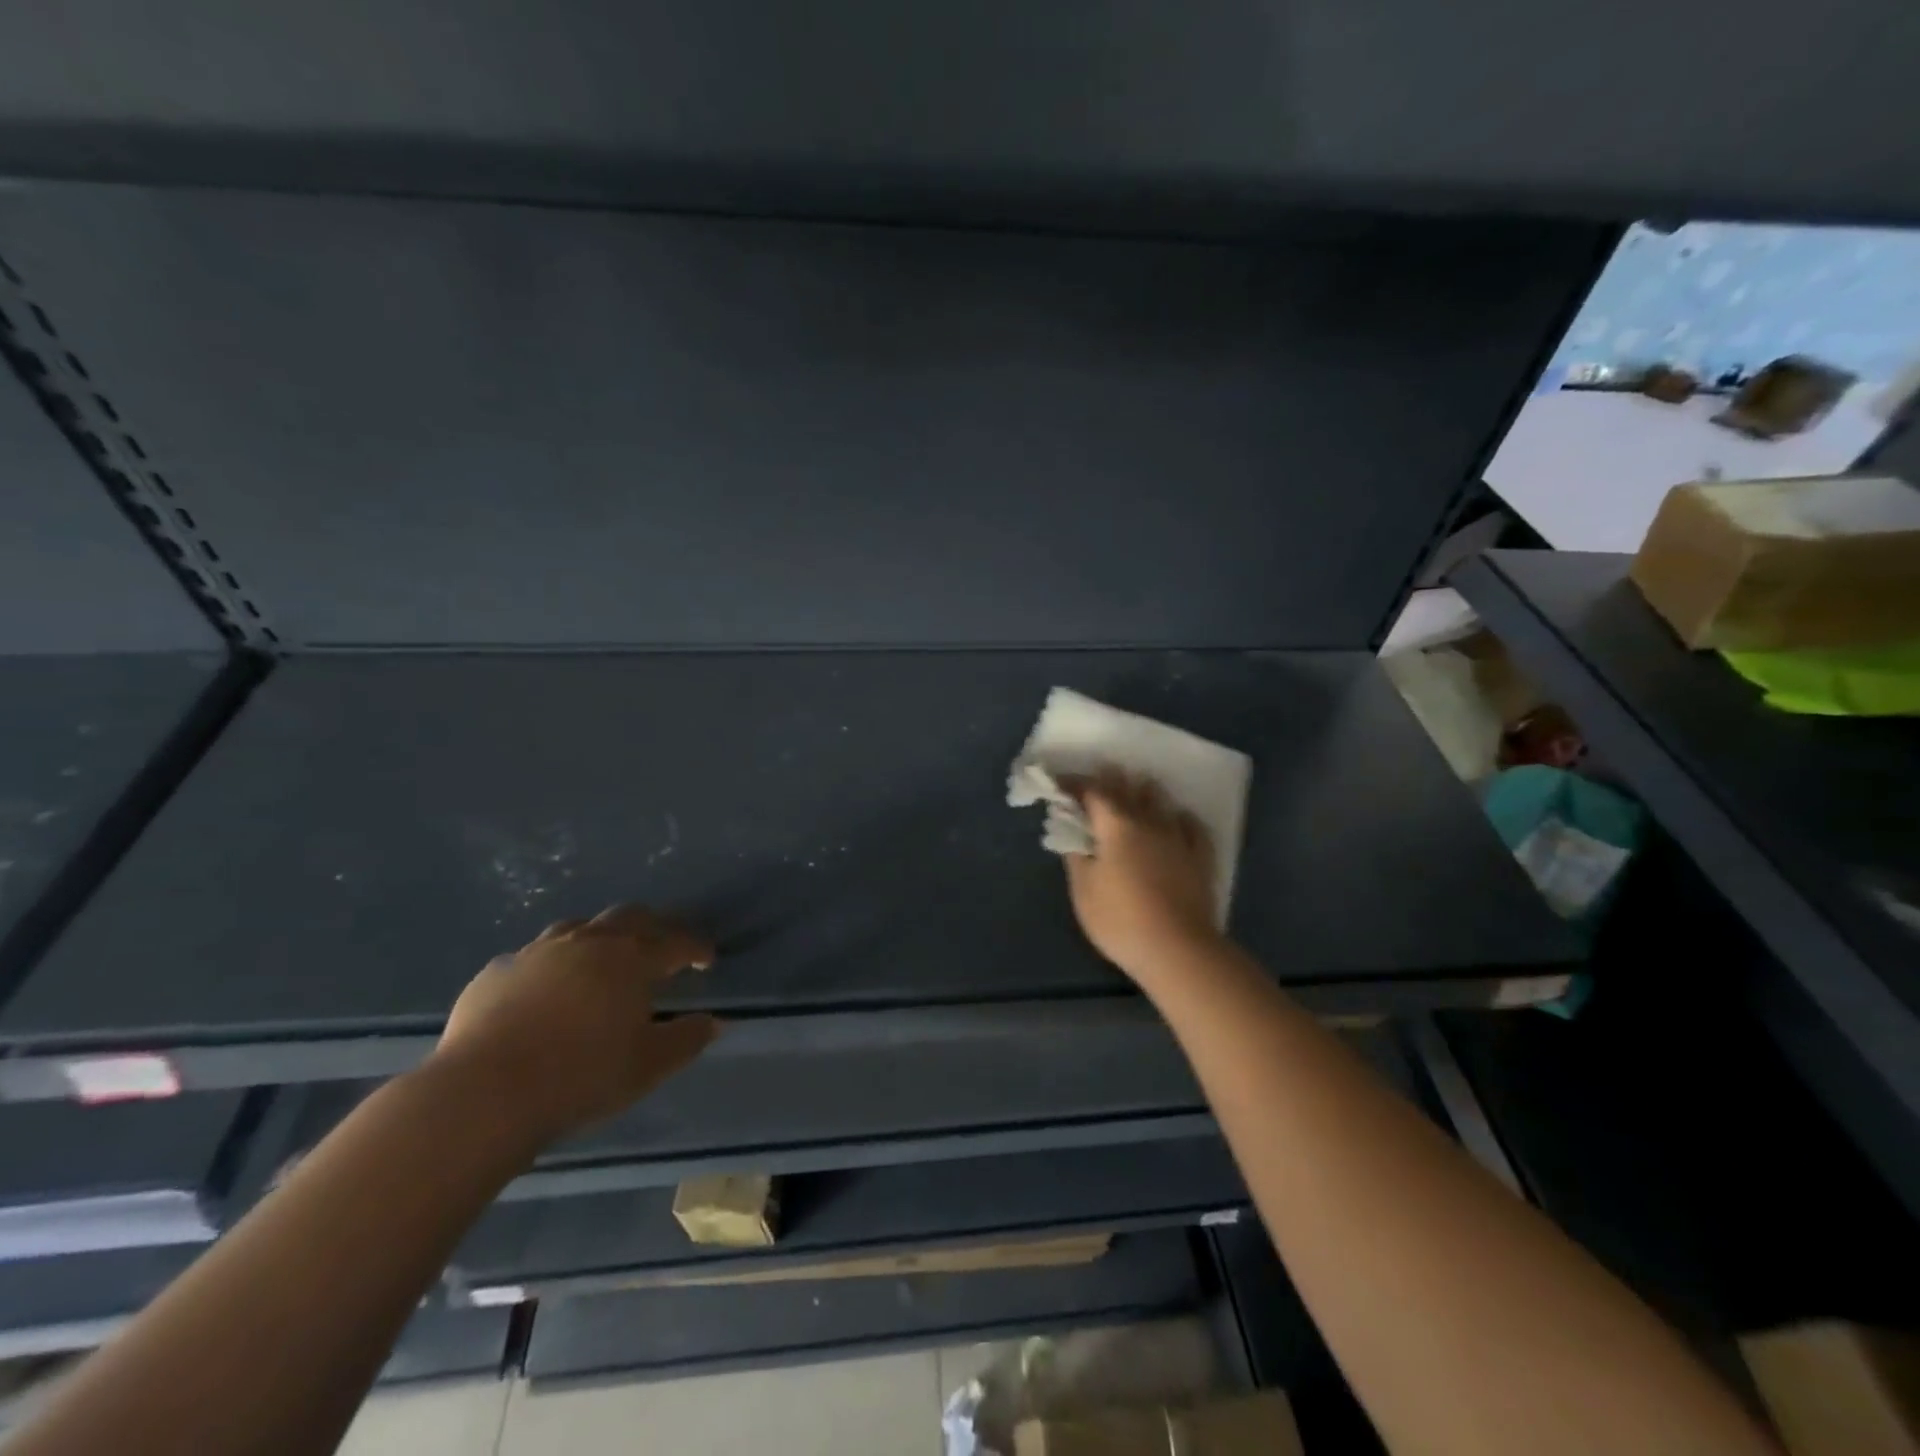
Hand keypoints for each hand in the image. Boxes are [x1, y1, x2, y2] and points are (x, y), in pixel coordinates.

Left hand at [434, 905, 720, 1142]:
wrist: (482, 1095)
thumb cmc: (580, 1076)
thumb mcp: (648, 1066)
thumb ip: (686, 1040)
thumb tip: (714, 1023)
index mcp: (631, 959)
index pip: (675, 942)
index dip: (696, 948)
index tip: (707, 960)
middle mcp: (588, 942)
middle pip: (630, 917)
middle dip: (653, 928)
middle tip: (662, 948)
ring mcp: (537, 953)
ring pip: (579, 927)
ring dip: (600, 938)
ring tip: (603, 960)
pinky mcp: (496, 973)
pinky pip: (533, 957)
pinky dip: (552, 965)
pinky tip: (546, 990)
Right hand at [1063, 767, 1223, 986]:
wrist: (1177, 949)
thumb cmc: (1120, 919)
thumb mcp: (1083, 889)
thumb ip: (1076, 854)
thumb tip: (1071, 830)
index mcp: (1115, 825)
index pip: (1092, 792)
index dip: (1075, 783)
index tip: (1060, 783)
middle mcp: (1148, 822)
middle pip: (1128, 789)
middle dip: (1111, 778)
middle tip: (1102, 770)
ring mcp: (1178, 838)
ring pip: (1161, 801)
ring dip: (1145, 791)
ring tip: (1138, 787)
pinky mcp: (1200, 857)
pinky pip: (1191, 826)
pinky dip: (1179, 817)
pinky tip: (1177, 818)